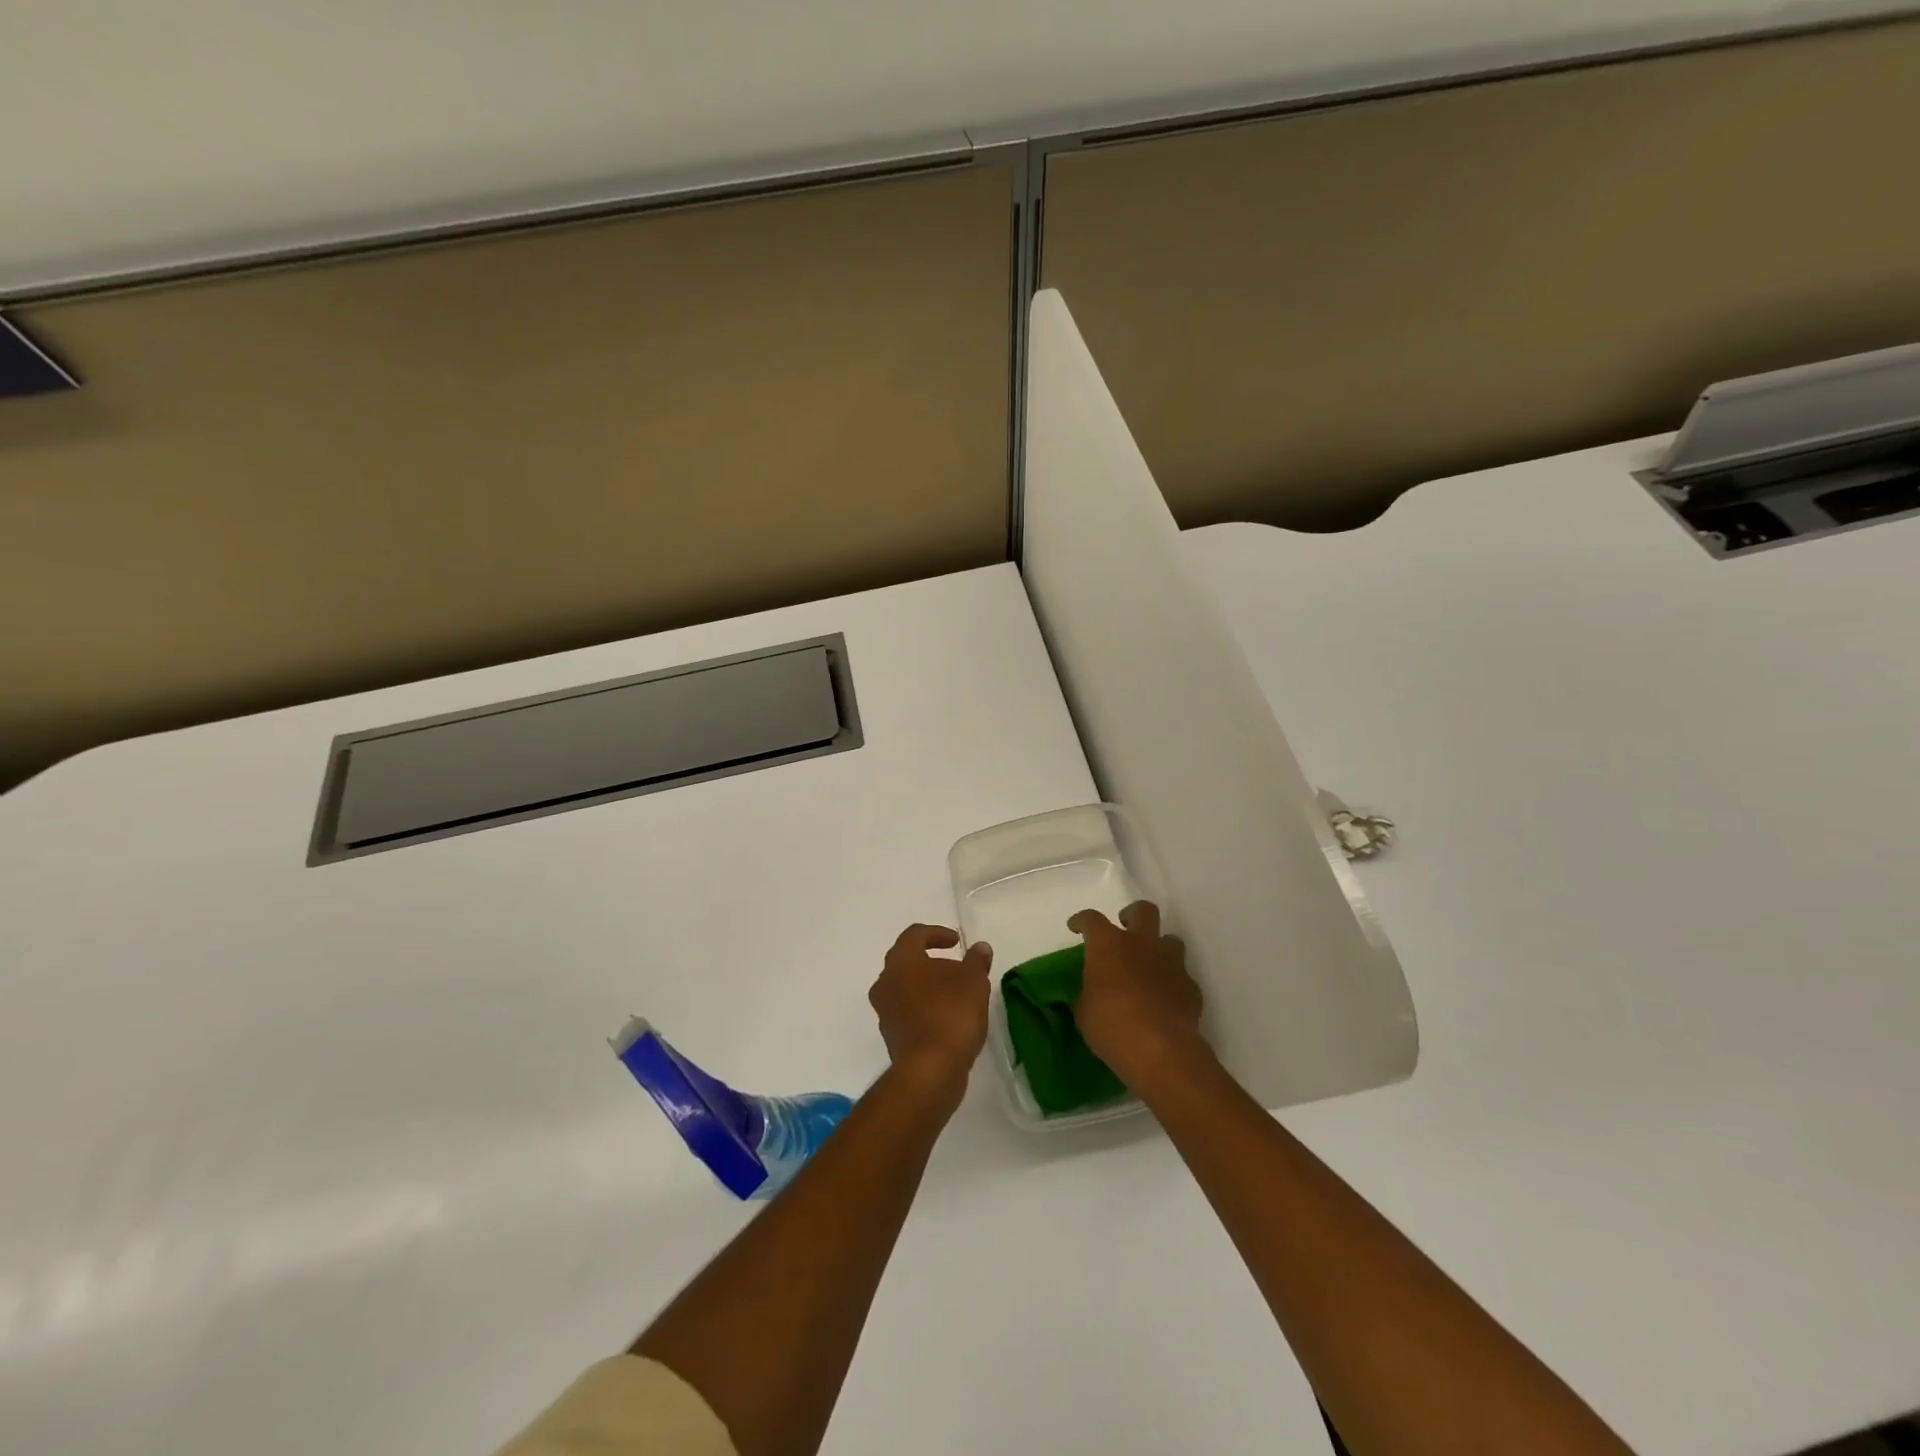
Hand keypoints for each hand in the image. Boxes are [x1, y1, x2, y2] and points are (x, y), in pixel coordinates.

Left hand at [869, 924, 992, 1096]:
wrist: (930, 1071)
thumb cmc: (951, 1014)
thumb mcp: (974, 981)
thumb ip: (976, 961)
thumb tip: (980, 947)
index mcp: (901, 961)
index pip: (914, 934)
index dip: (937, 933)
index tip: (957, 942)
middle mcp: (885, 982)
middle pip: (907, 961)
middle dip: (932, 961)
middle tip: (956, 968)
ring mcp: (885, 1011)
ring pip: (905, 988)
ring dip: (927, 986)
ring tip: (954, 994)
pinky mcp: (891, 1036)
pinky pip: (907, 1011)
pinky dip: (924, 1008)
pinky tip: (947, 1018)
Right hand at [1069, 901, 1207, 1092]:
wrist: (1160, 1050)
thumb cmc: (1111, 1026)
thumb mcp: (1084, 1011)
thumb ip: (1088, 993)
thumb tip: (1091, 993)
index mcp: (1108, 944)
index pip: (1091, 919)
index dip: (1082, 921)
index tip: (1076, 927)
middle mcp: (1142, 944)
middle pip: (1143, 910)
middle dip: (1133, 915)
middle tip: (1125, 930)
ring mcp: (1171, 963)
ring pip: (1170, 939)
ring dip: (1159, 948)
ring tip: (1149, 965)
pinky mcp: (1190, 986)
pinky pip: (1182, 975)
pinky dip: (1172, 982)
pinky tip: (1165, 999)